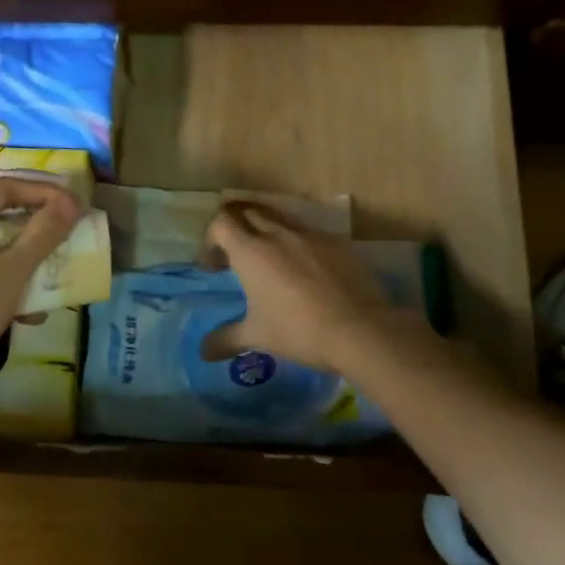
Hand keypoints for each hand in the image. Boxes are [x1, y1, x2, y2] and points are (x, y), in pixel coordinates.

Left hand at [0, 176, 81, 373]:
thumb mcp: (13, 270)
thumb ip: (43, 233)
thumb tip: (71, 203)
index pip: (5, 186)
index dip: (43, 193)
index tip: (74, 207)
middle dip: (32, 222)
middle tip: (63, 229)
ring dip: (21, 252)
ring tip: (51, 269)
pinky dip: (3, 274)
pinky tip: (27, 309)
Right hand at [201, 203, 422, 373]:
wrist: (360, 329)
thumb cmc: (299, 331)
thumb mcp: (258, 337)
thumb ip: (225, 339)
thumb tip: (203, 352)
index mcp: (251, 251)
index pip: (221, 223)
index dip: (211, 240)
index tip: (214, 267)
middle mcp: (278, 234)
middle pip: (248, 213)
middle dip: (237, 230)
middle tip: (236, 259)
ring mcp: (311, 235)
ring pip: (280, 219)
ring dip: (267, 233)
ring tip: (271, 263)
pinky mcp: (338, 242)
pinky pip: (309, 234)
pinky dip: (299, 245)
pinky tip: (307, 273)